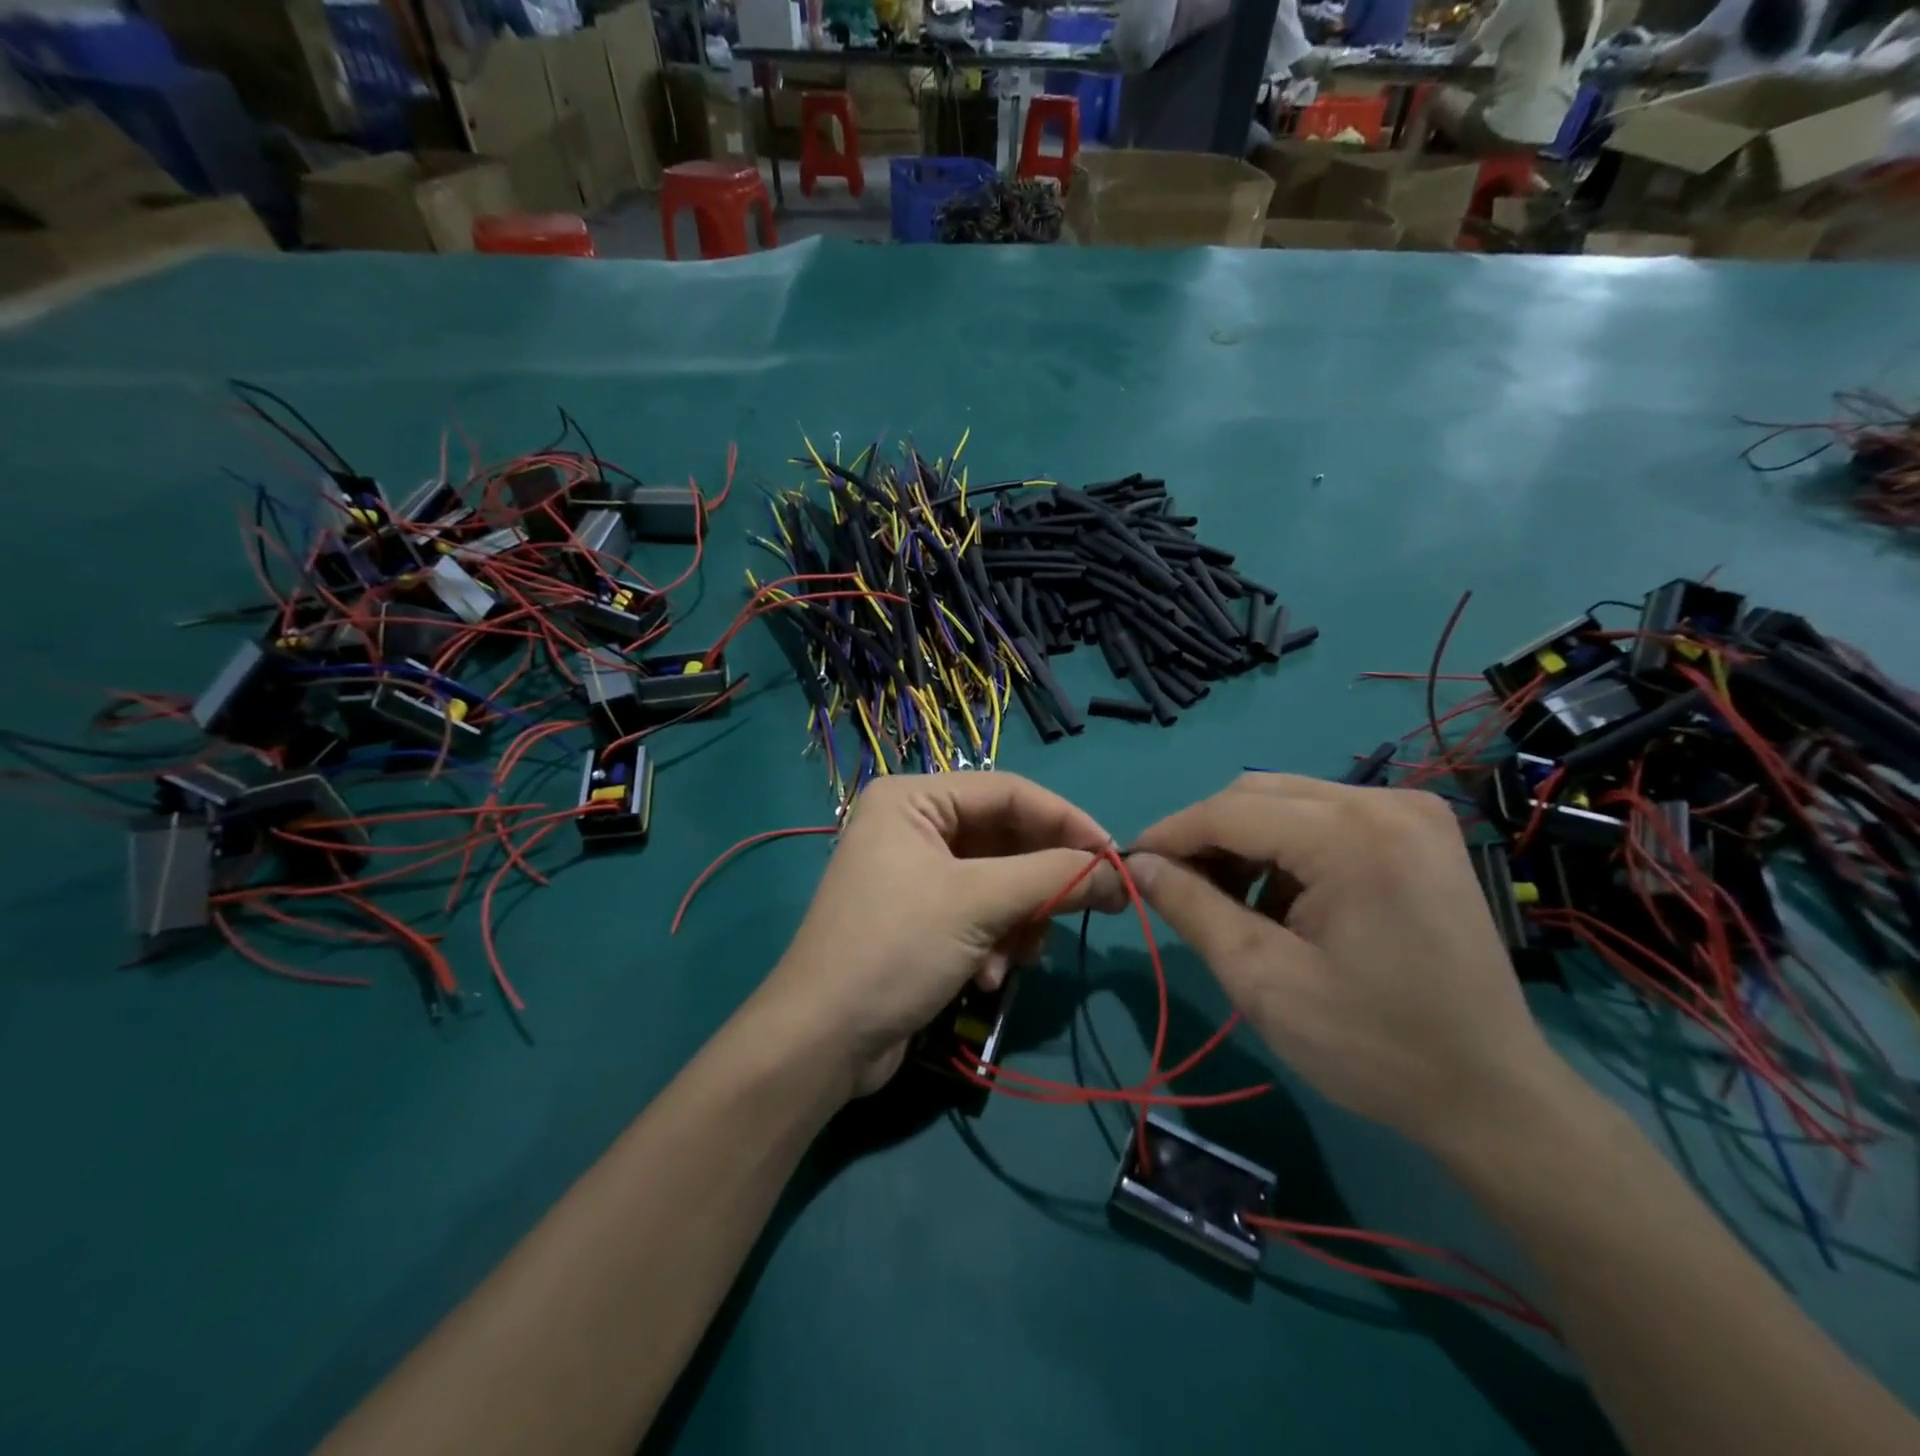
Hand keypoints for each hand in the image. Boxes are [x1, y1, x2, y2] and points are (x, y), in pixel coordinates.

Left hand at [762, 773, 1119, 1098]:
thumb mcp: (979, 904)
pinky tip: (986, 977)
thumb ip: (1054, 876)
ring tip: (1017, 956)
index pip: (1009, 792)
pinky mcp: (920, 917)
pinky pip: (979, 913)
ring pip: (999, 881)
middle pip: (1005, 838)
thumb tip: (1121, 872)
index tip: (1115, 857)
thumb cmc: (896, 949)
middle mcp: (912, 825)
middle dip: (1041, 882)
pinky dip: (994, 942)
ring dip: (1018, 920)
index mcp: (913, 798)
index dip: (1067, 821)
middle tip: (1095, 906)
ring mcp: (914, 873)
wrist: (822, 1042)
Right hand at [1127, 774, 1569, 1153]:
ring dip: (1245, 841)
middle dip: (1206, 836)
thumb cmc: (1373, 1046)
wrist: (1491, 1094)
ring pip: (1289, 801)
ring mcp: (1411, 811)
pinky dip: (1287, 847)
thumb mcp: (1262, 980)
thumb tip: (1139, 864)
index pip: (1230, 810)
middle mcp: (1386, 802)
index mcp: (1351, 836)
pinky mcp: (1421, 831)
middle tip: (1175, 886)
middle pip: (1258, 793)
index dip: (1170, 834)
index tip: (1129, 864)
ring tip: (1229, 900)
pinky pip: (1326, 817)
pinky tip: (1283, 898)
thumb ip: (1192, 909)